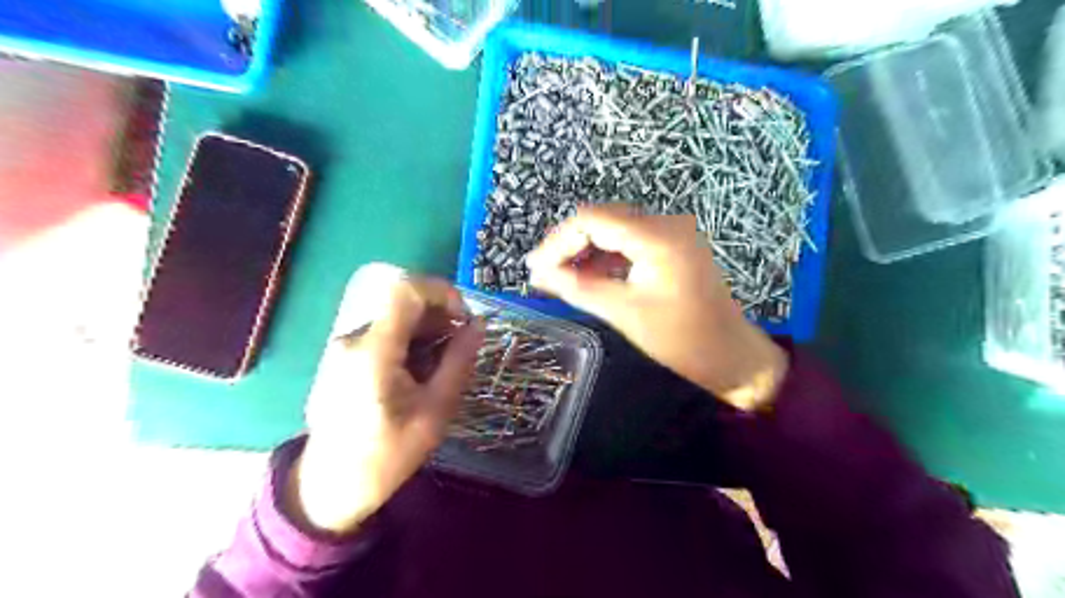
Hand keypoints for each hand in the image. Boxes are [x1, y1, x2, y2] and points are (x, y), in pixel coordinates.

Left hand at [282, 273, 483, 534]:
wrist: (328, 490)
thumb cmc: (386, 455)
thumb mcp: (434, 411)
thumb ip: (458, 362)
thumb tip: (479, 325)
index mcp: (374, 350)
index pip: (406, 290)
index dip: (442, 292)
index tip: (465, 318)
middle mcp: (354, 339)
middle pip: (403, 304)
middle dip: (440, 318)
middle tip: (460, 351)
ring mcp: (346, 348)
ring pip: (396, 320)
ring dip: (426, 333)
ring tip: (441, 369)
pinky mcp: (345, 358)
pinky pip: (385, 335)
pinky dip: (409, 344)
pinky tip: (419, 375)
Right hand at [528, 207, 785, 411]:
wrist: (731, 355)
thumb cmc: (681, 339)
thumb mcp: (625, 313)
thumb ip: (578, 288)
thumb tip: (539, 274)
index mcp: (656, 237)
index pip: (592, 220)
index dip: (558, 241)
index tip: (535, 269)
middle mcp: (665, 223)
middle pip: (602, 220)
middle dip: (568, 244)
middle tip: (542, 273)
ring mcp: (671, 233)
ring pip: (613, 230)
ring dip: (584, 251)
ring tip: (559, 277)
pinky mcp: (672, 247)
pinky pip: (629, 243)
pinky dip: (605, 257)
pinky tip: (587, 276)